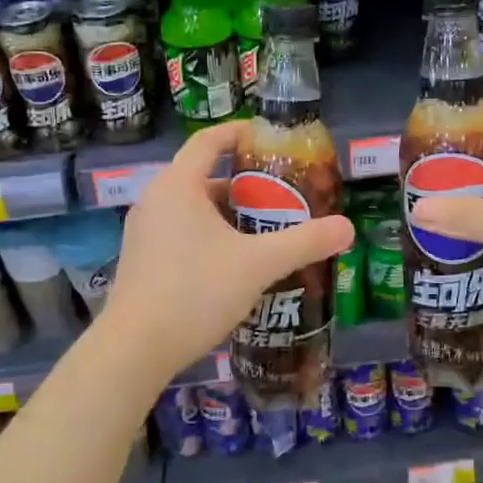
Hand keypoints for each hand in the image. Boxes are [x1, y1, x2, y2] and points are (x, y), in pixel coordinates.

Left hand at [101, 121, 354, 381]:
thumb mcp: (258, 264)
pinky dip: (209, 236)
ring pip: (192, 209)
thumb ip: (304, 242)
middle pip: (203, 176)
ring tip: (264, 232)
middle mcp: (154, 200)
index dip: (240, 133)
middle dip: (244, 185)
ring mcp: (143, 232)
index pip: (209, 141)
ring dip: (227, 214)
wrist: (135, 349)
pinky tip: (233, 264)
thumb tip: (348, 227)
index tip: (269, 139)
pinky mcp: (141, 260)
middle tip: (281, 197)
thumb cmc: (195, 291)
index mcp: (177, 185)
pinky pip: (180, 232)